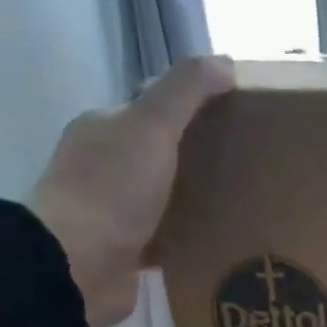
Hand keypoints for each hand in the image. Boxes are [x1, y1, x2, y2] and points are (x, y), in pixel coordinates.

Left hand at [28, 57, 234, 326]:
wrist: (77, 264)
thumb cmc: (112, 189)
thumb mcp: (151, 126)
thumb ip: (185, 92)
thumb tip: (225, 62)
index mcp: (104, 128)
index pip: (152, 107)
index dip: (193, 106)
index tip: (238, 116)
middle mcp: (104, 166)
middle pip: (160, 152)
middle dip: (200, 156)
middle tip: (249, 165)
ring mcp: (113, 212)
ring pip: (165, 197)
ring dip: (197, 199)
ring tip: (244, 204)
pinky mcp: (127, 252)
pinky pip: (167, 238)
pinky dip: (190, 237)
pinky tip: (221, 241)